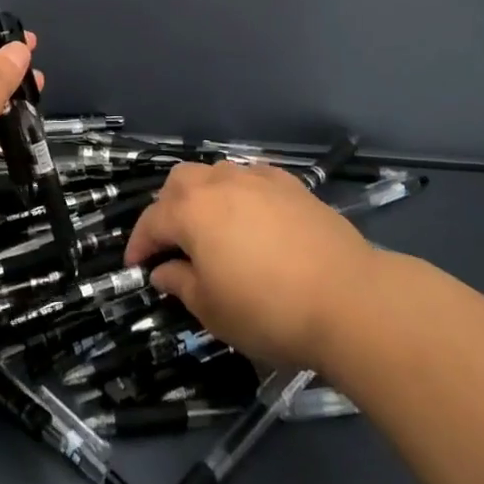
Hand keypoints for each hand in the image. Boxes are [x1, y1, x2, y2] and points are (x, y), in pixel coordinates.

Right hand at [123, 161, 375, 369]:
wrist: (348, 298)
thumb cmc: (268, 310)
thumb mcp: (213, 309)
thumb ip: (181, 283)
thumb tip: (165, 270)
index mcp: (192, 211)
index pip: (152, 221)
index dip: (139, 244)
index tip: (136, 266)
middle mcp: (220, 183)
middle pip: (180, 182)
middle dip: (168, 208)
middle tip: (172, 242)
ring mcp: (258, 179)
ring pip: (216, 173)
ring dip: (203, 196)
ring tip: (211, 228)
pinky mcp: (291, 184)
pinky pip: (252, 178)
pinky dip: (240, 193)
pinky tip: (251, 217)